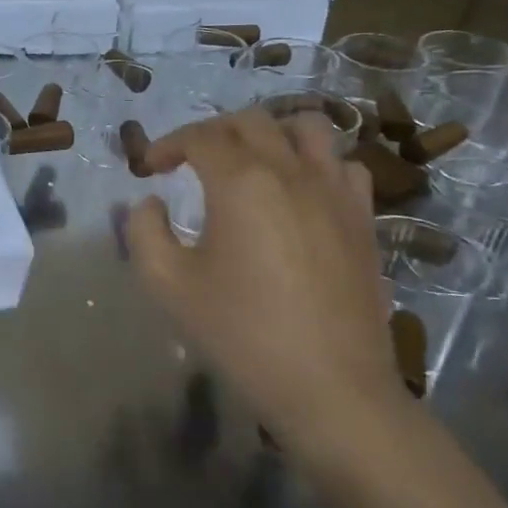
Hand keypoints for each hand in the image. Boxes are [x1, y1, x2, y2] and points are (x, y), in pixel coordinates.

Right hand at [124, 109, 403, 451]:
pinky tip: (299, 193)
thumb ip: (145, 231)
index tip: (149, 170)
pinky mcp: (363, 219)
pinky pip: (343, 165)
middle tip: (189, 161)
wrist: (330, 387)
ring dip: (269, 133)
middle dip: (211, 132)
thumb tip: (151, 203)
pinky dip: (315, 163)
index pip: (200, 136)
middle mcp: (291, 171)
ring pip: (306, 128)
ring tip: (249, 162)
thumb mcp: (167, 284)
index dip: (167, 145)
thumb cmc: (241, 333)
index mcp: (241, 182)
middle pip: (250, 121)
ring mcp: (335, 192)